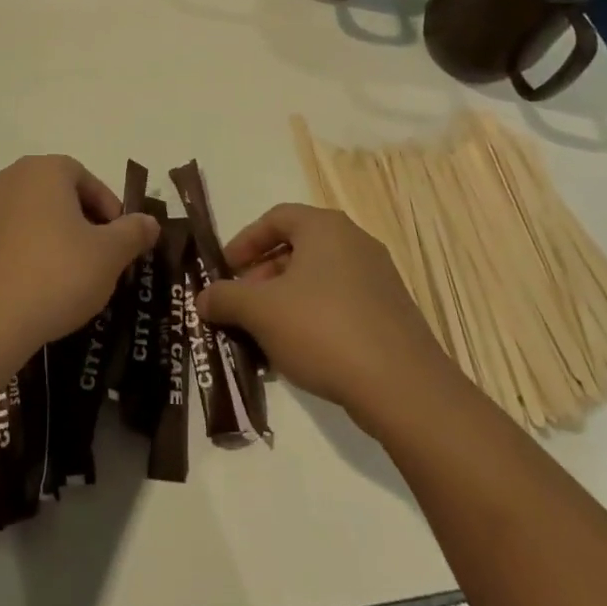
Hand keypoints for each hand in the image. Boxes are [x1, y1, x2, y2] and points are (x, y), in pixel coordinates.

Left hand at [0, 155, 159, 359]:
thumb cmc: (56, 274)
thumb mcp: (109, 255)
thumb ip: (133, 233)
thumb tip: (149, 222)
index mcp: (44, 170)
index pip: (86, 178)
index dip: (109, 209)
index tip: (120, 242)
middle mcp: (8, 179)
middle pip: (57, 195)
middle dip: (82, 224)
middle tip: (99, 260)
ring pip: (30, 219)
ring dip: (52, 240)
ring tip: (69, 280)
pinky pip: (6, 242)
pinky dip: (24, 257)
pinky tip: (35, 291)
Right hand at [196, 204, 451, 430]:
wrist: (403, 387)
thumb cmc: (323, 330)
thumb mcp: (260, 311)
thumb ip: (225, 298)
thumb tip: (203, 298)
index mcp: (325, 228)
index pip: (276, 218)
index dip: (245, 241)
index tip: (225, 269)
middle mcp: (355, 243)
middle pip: (297, 248)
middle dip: (262, 276)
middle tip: (242, 305)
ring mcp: (379, 278)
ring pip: (318, 279)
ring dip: (285, 300)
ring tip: (264, 334)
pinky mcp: (391, 313)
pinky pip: (340, 303)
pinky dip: (313, 318)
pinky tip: (299, 353)